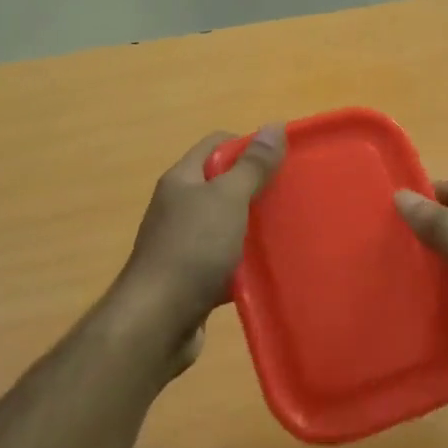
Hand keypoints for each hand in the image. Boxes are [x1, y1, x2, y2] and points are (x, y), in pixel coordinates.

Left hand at [117, 126, 286, 352]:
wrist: (156, 322)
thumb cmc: (192, 249)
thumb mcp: (227, 199)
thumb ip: (252, 166)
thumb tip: (274, 125)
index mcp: (182, 180)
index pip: (216, 144)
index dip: (249, 145)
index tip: (282, 160)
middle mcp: (178, 207)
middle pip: (222, 185)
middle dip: (256, 187)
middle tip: (291, 195)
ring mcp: (183, 244)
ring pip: (226, 225)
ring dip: (253, 228)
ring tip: (288, 231)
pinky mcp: (191, 279)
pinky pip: (224, 262)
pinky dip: (245, 264)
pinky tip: (269, 271)